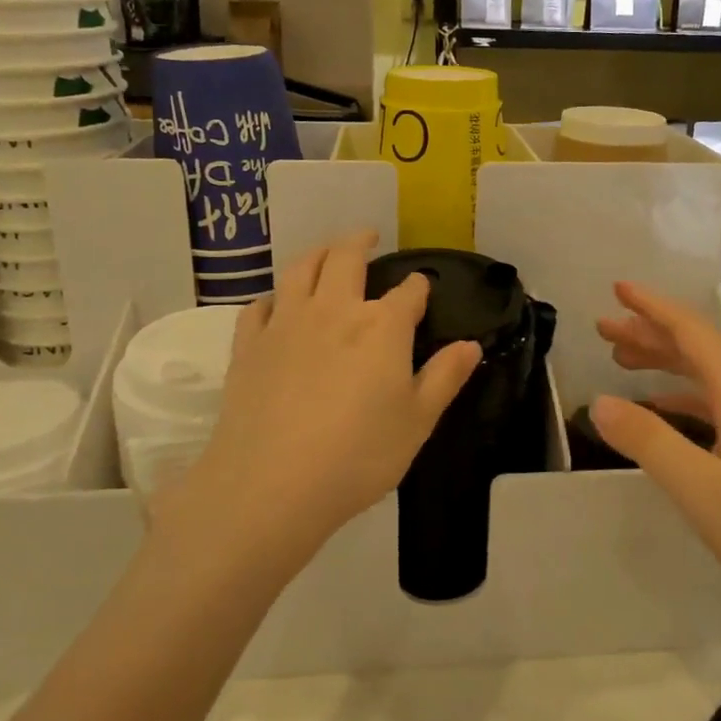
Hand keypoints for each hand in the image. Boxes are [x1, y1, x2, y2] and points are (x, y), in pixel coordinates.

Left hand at [152, 233, 481, 581]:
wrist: (272, 484)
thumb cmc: (358, 456)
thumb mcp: (417, 422)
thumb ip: (445, 378)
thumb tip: (472, 345)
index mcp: (382, 328)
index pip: (407, 293)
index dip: (418, 287)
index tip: (421, 288)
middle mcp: (334, 311)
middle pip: (346, 259)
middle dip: (360, 242)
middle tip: (367, 236)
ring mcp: (286, 324)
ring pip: (301, 270)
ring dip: (317, 253)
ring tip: (326, 251)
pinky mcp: (249, 344)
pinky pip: (260, 305)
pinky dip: (274, 296)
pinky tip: (277, 302)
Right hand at [591, 282, 720, 637]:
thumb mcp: (703, 492)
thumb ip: (650, 443)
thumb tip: (600, 402)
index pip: (694, 334)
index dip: (654, 308)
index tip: (617, 288)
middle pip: (700, 351)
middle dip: (651, 333)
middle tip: (604, 328)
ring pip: (708, 380)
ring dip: (665, 364)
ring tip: (622, 362)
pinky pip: (718, 408)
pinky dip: (682, 400)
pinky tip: (662, 413)